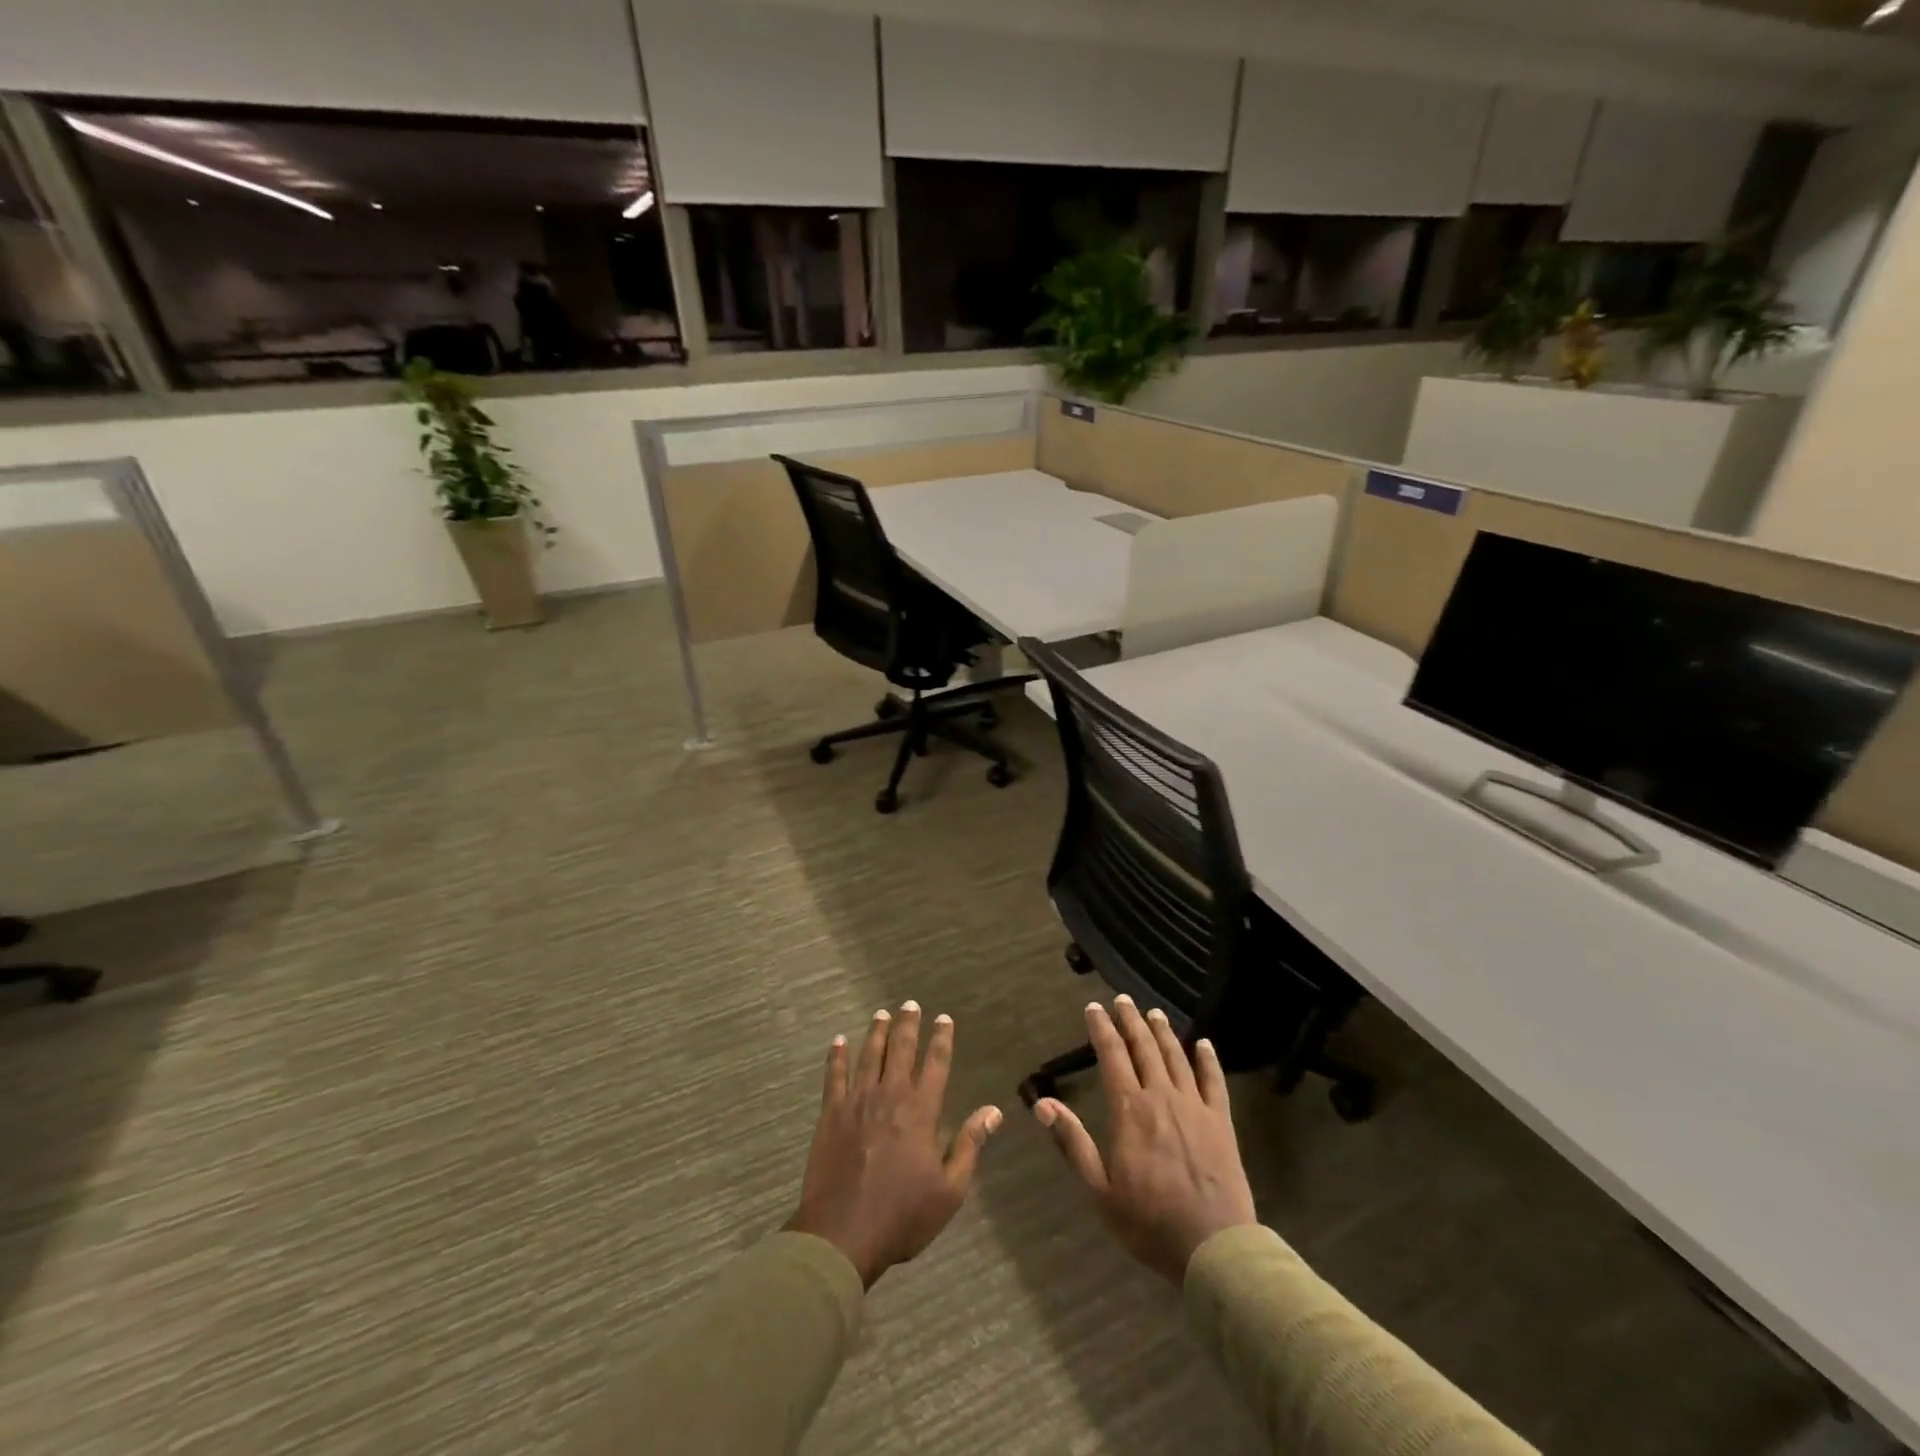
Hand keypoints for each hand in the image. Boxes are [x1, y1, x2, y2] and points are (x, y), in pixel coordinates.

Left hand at [788, 1002, 1002, 1287]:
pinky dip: (837, 1056)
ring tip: (882, 1014)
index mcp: (921, 1112)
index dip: (941, 1039)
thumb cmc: (902, 1216)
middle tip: (910, 1004)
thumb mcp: (949, 1191)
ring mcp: (857, 1102)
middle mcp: (890, 1096)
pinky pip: (834, 1076)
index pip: (935, 1064)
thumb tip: (993, 1111)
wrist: (842, 1234)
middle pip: (901, 1050)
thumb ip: (970, 1145)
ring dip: (877, 1033)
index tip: (944, 1018)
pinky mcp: (831, 1114)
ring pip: (869, 1055)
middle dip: (908, 1025)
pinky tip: (839, 1040)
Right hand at [1033, 996, 1257, 1283]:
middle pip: (1144, 1048)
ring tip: (1153, 1013)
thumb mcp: (1100, 1190)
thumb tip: (1042, 1104)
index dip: (1102, 1029)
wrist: (1214, 1247)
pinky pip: (1214, 1081)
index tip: (1094, 1007)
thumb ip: (1073, 1142)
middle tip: (1123, 1000)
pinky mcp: (1221, 1122)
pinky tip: (1204, 1044)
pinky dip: (1208, 1059)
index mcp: (1130, 1110)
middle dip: (1131, 1021)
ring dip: (1163, 1032)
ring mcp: (1195, 1107)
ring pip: (1176, 1057)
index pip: (1112, 1056)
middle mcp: (1161, 1097)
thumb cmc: (1149, 1222)